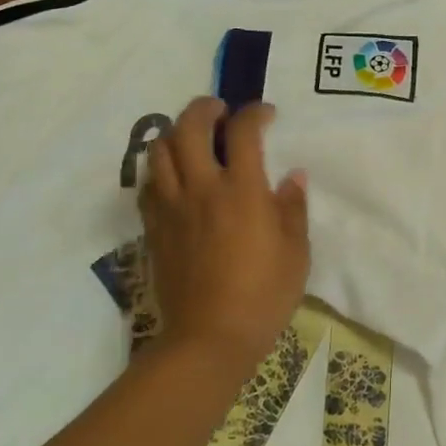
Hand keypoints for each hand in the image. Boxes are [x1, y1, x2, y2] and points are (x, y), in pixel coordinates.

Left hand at [140, 97, 310, 373]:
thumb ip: (293, 208)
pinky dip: (160, 168)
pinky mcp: (154, 227)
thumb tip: (292, 177)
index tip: (266, 115)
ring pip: (159, 150)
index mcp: (242, 190)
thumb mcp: (296, 253)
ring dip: (176, 133)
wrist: (210, 336)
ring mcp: (172, 207)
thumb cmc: (263, 295)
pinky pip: (148, 184)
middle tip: (220, 111)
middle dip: (204, 108)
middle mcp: (201, 188)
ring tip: (192, 139)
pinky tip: (174, 177)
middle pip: (189, 127)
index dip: (255, 113)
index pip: (243, 131)